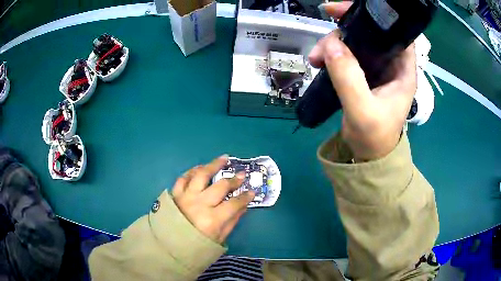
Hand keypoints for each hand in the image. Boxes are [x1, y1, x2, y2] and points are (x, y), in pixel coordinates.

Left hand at [171, 155, 254, 243]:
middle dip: (234, 179)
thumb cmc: (197, 244)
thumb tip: (244, 206)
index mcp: (212, 220)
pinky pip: (183, 178)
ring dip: (213, 165)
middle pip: (220, 186)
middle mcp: (199, 205)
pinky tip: (200, 168)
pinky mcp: (175, 194)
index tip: (252, 191)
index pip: (234, 204)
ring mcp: (186, 197)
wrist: (170, 245)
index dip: (245, 197)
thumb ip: (232, 221)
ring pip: (201, 175)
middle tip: (241, 174)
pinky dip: (192, 171)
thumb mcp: (219, 238)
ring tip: (223, 158)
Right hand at [312, 1, 416, 160]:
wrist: (368, 157)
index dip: (376, 17)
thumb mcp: (362, 112)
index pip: (396, 32)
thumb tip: (331, 44)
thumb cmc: (374, 139)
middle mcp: (391, 64)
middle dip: (345, 31)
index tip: (346, 12)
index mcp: (402, 71)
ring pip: (356, 42)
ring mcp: (377, 69)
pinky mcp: (364, 74)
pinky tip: (320, 61)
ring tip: (316, 58)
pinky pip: (348, 55)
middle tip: (323, 43)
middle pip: (371, 33)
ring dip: (334, 44)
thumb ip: (349, 78)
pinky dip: (333, 53)